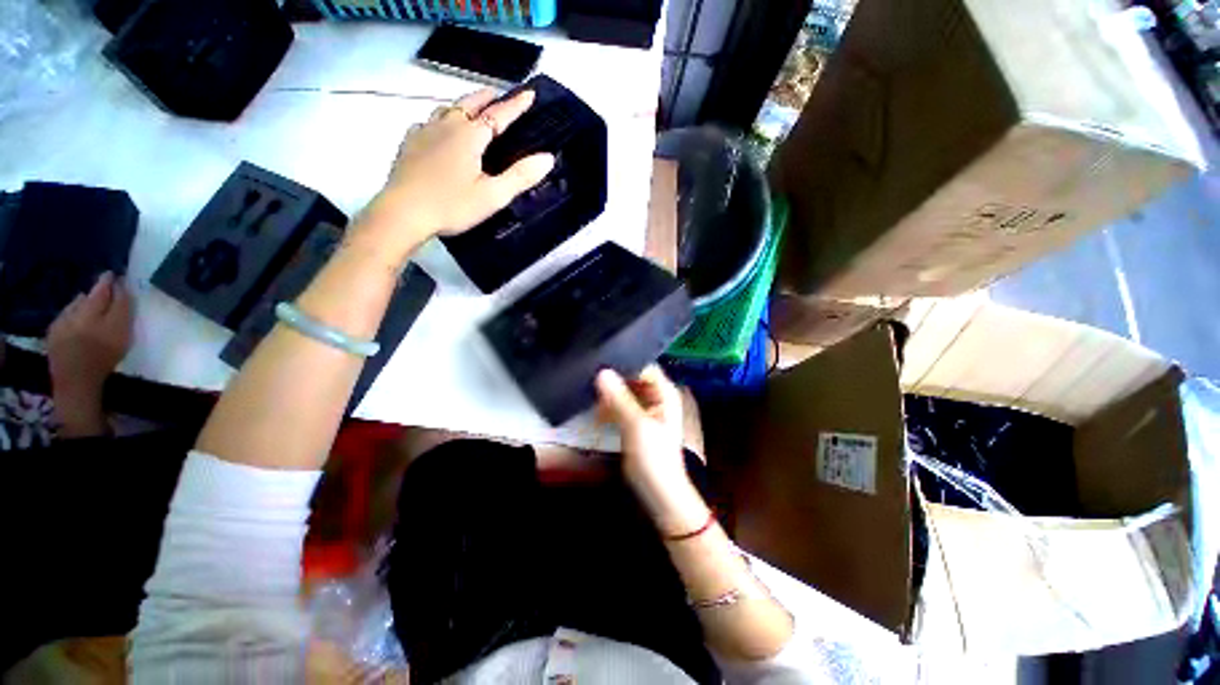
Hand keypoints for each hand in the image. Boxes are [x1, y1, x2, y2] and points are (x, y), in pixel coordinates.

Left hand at [47, 273, 132, 436]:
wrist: (76, 382)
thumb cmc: (103, 356)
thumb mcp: (120, 331)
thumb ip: (121, 307)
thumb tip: (120, 287)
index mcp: (92, 306)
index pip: (103, 287)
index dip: (111, 281)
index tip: (117, 275)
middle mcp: (74, 309)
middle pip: (88, 295)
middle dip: (97, 291)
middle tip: (107, 287)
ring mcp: (60, 322)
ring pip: (75, 306)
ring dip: (84, 304)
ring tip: (93, 306)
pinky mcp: (53, 335)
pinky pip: (65, 319)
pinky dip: (73, 316)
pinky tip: (78, 323)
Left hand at [364, 88, 555, 251]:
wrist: (404, 213)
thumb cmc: (452, 205)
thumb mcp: (493, 195)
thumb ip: (520, 176)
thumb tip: (548, 158)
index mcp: (469, 136)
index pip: (498, 115)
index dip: (515, 105)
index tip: (529, 93)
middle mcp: (446, 127)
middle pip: (469, 105)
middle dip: (486, 98)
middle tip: (498, 94)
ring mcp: (424, 133)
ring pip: (445, 110)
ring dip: (462, 105)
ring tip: (470, 108)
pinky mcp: (409, 145)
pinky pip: (426, 123)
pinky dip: (437, 120)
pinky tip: (435, 128)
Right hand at [596, 366, 710, 533]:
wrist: (659, 492)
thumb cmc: (653, 457)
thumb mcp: (636, 425)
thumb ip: (619, 398)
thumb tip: (602, 372)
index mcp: (664, 392)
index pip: (644, 366)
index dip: (624, 363)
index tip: (601, 361)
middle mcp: (656, 396)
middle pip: (633, 378)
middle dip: (614, 378)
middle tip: (590, 375)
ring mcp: (646, 409)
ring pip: (625, 392)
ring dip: (610, 393)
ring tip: (589, 392)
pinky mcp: (635, 421)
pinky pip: (621, 406)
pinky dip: (609, 407)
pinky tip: (596, 412)